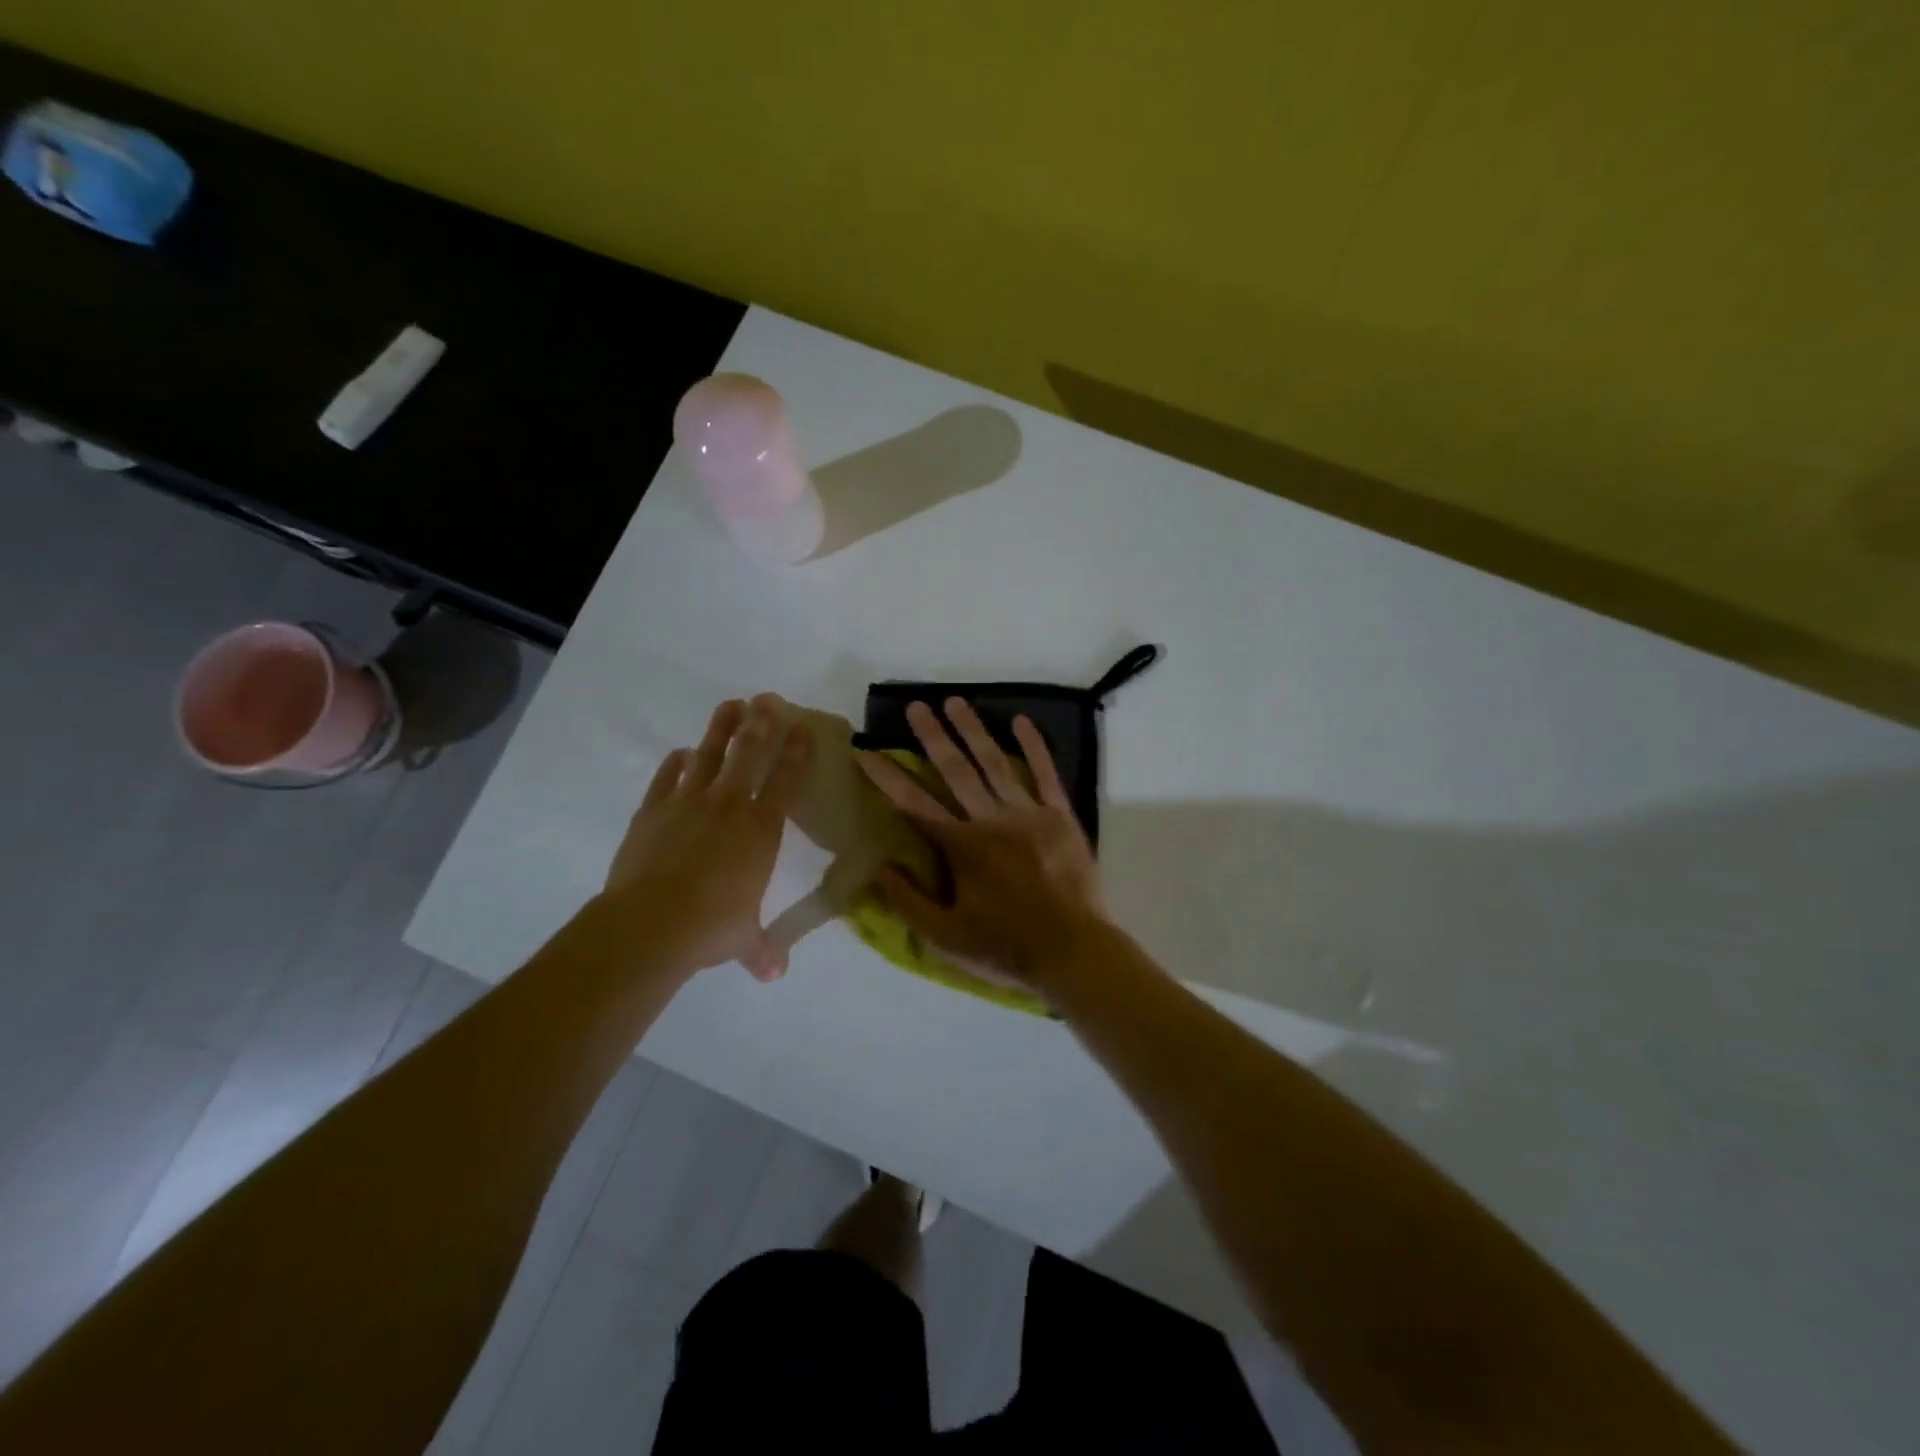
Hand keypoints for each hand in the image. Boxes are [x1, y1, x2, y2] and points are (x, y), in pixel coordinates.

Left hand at [602, 696, 809, 981]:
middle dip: (762, 723)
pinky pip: (667, 778)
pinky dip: (676, 764)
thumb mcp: (742, 939)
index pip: (786, 780)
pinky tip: (681, 753)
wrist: (650, 923)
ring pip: (710, 755)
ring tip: (731, 704)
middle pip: (749, 754)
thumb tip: (774, 974)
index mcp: (760, 829)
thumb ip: (760, 949)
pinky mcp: (652, 811)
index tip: (804, 727)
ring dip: (722, 728)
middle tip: (768, 698)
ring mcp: (687, 803)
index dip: (797, 752)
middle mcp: (729, 806)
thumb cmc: (710, 927)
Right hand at [857, 698, 1108, 994]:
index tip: (864, 752)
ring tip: (955, 702)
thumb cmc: (1006, 948)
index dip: (886, 777)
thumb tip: (878, 866)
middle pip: (954, 770)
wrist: (1075, 952)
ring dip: (973, 730)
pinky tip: (1021, 720)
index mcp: (961, 847)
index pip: (913, 804)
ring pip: (995, 763)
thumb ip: (908, 901)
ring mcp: (1028, 814)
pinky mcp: (1060, 817)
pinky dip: (1034, 746)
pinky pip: (1046, 774)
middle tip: (916, 706)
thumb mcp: (945, 938)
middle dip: (932, 737)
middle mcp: (990, 820)